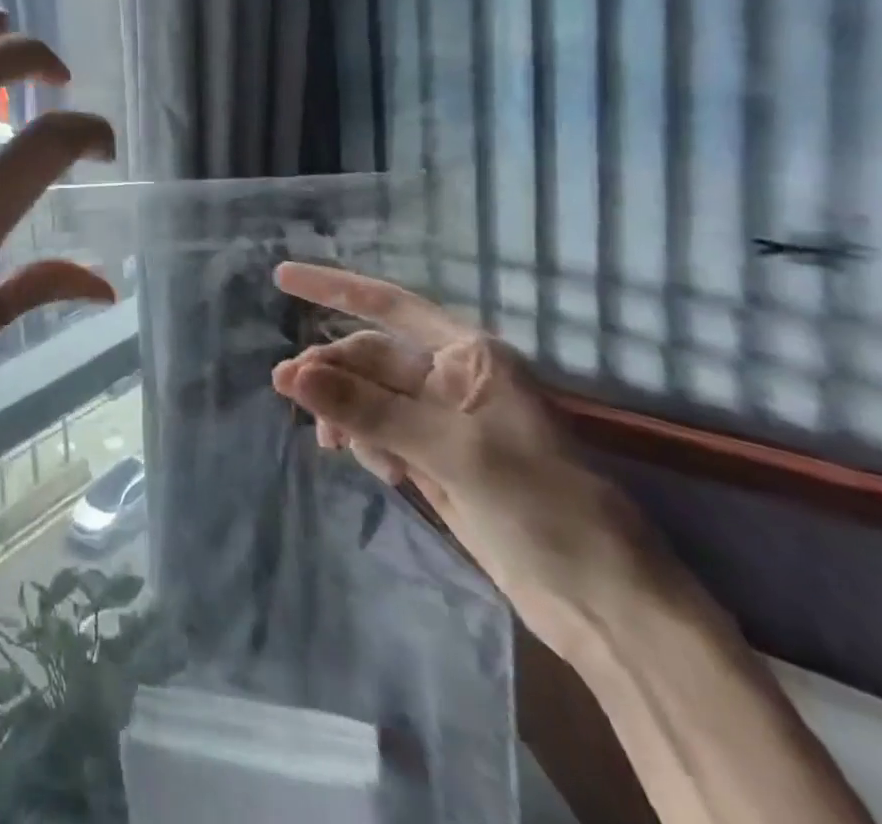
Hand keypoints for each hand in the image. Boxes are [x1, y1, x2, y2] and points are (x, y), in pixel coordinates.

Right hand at [269, 265, 667, 664]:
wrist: (601, 603)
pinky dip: (365, 446)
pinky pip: (377, 434)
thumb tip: (289, 374)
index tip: (280, 276)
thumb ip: (366, 409)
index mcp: (468, 356)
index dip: (332, 287)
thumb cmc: (541, 505)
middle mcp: (450, 379)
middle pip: (368, 358)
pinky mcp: (434, 461)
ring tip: (333, 446)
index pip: (387, 306)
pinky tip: (379, 472)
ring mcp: (441, 422)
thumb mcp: (450, 450)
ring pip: (367, 399)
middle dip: (329, 372)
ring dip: (344, 415)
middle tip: (285, 389)